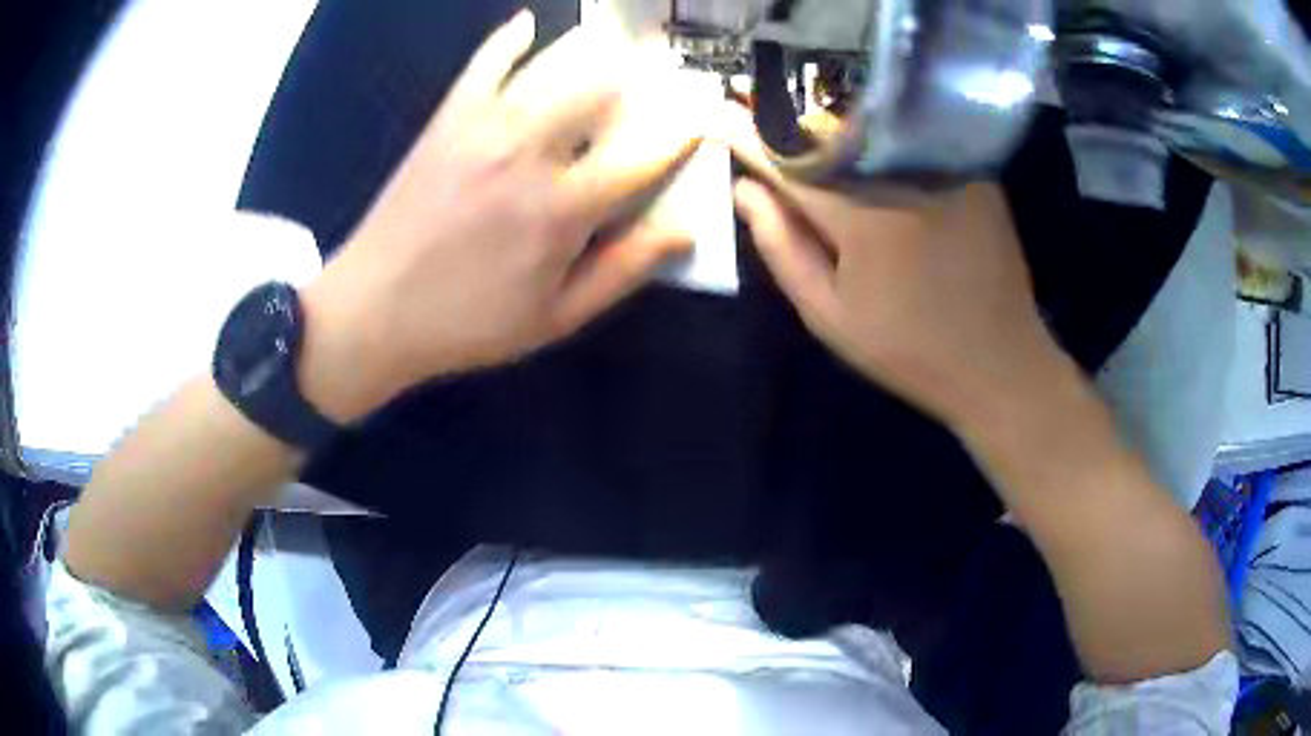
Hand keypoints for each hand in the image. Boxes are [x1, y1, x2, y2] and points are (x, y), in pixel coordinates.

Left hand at [299, 11, 700, 421]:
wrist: (371, 310)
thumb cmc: (466, 323)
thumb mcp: (554, 318)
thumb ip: (622, 270)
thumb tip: (684, 230)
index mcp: (563, 210)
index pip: (646, 152)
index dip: (686, 129)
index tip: (707, 114)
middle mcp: (530, 152)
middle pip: (604, 86)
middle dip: (644, 75)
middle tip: (660, 74)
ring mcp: (485, 126)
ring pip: (554, 61)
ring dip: (594, 47)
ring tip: (615, 43)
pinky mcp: (448, 118)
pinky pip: (485, 61)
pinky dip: (510, 37)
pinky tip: (527, 23)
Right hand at [723, 104, 1064, 427]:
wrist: (999, 362)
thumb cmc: (909, 349)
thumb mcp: (831, 315)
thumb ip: (783, 248)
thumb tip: (746, 190)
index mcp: (860, 214)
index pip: (786, 159)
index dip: (746, 134)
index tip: (714, 112)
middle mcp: (900, 175)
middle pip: (827, 130)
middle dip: (789, 127)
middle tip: (761, 123)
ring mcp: (942, 167)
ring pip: (869, 128)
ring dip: (831, 128)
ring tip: (808, 134)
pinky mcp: (972, 171)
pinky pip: (910, 139)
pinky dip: (879, 138)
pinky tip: (870, 151)